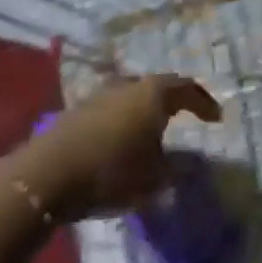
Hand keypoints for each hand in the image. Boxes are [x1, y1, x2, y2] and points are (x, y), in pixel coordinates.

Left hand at [29, 75, 220, 219]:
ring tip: (151, 130)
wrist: (46, 177)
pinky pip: (111, 111)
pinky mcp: (76, 112)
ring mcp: (100, 95)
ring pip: (131, 97)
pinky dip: (122, 122)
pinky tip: (121, 141)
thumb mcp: (155, 177)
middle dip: (173, 101)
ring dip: (144, 111)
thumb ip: (177, 169)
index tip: (215, 118)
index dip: (204, 103)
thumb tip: (191, 164)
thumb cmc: (112, 171)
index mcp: (154, 93)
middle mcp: (129, 85)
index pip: (188, 88)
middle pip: (158, 87)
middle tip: (185, 114)